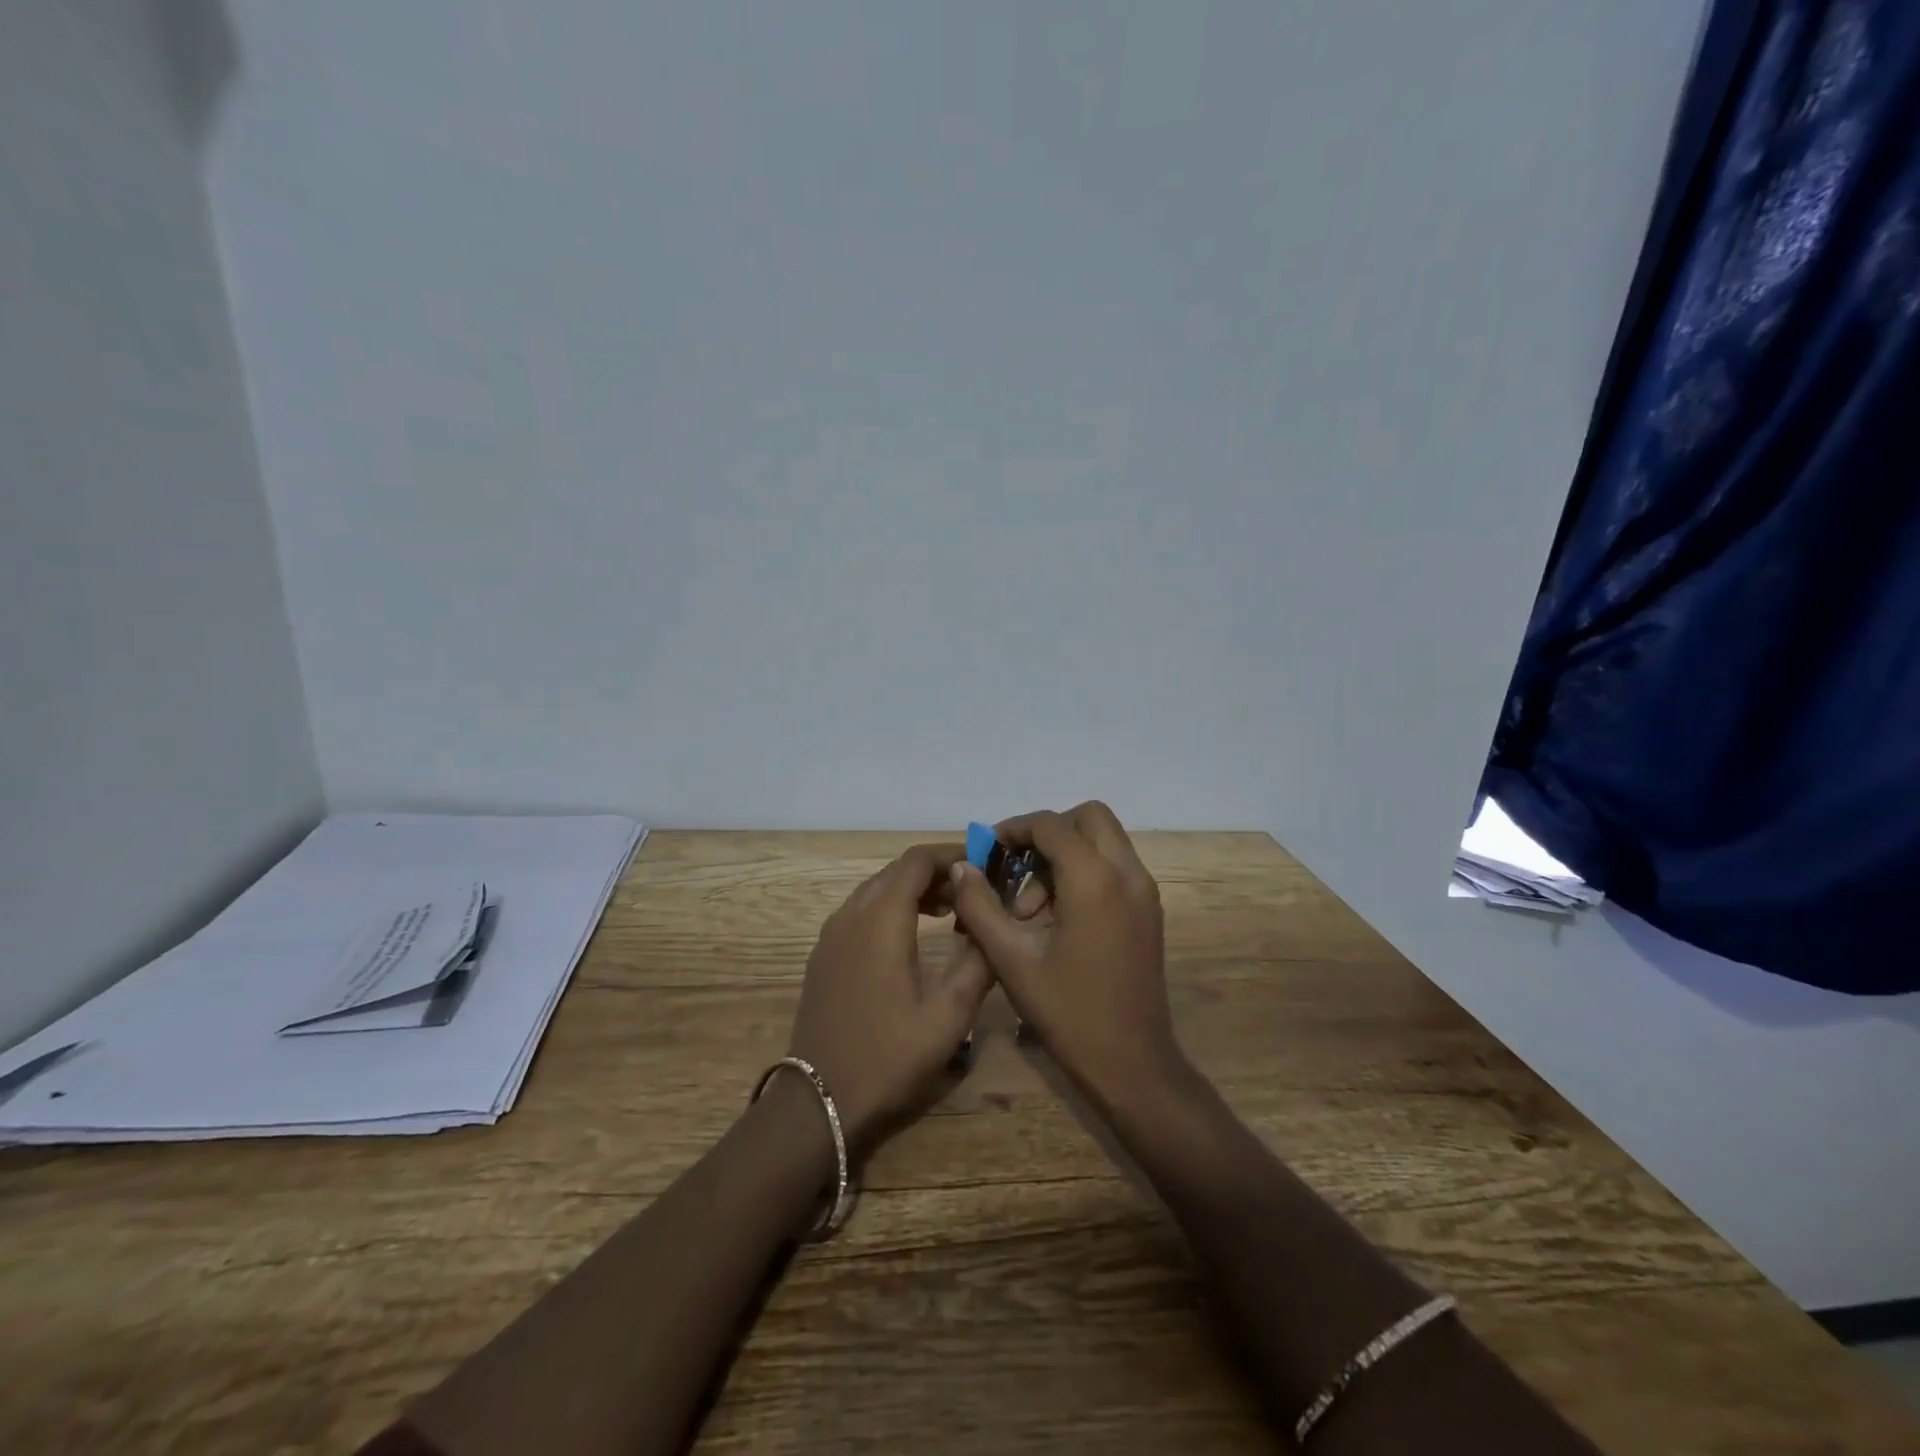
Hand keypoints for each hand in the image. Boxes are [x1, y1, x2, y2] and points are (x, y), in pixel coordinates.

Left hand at [787, 843, 991, 1155]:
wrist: (819, 1101)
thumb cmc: (889, 1057)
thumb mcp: (949, 1015)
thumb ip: (978, 962)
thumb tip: (992, 921)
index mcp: (881, 919)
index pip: (916, 861)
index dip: (951, 854)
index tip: (983, 865)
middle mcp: (851, 914)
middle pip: (895, 871)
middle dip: (935, 872)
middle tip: (971, 892)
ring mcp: (831, 934)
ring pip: (875, 889)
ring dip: (911, 890)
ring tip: (948, 912)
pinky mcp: (823, 955)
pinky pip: (860, 911)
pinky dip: (889, 908)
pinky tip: (910, 937)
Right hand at [947, 802, 1179, 1114]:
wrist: (1133, 1063)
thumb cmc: (1068, 1012)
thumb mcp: (1011, 959)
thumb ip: (980, 906)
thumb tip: (961, 867)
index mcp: (1095, 880)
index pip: (1051, 825)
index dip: (1014, 829)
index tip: (987, 852)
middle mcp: (1128, 873)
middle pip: (1089, 817)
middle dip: (1048, 833)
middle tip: (1017, 869)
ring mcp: (1145, 891)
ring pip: (1105, 840)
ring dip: (1066, 855)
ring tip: (1031, 909)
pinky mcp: (1150, 910)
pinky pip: (1115, 866)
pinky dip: (1086, 871)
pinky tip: (1058, 917)